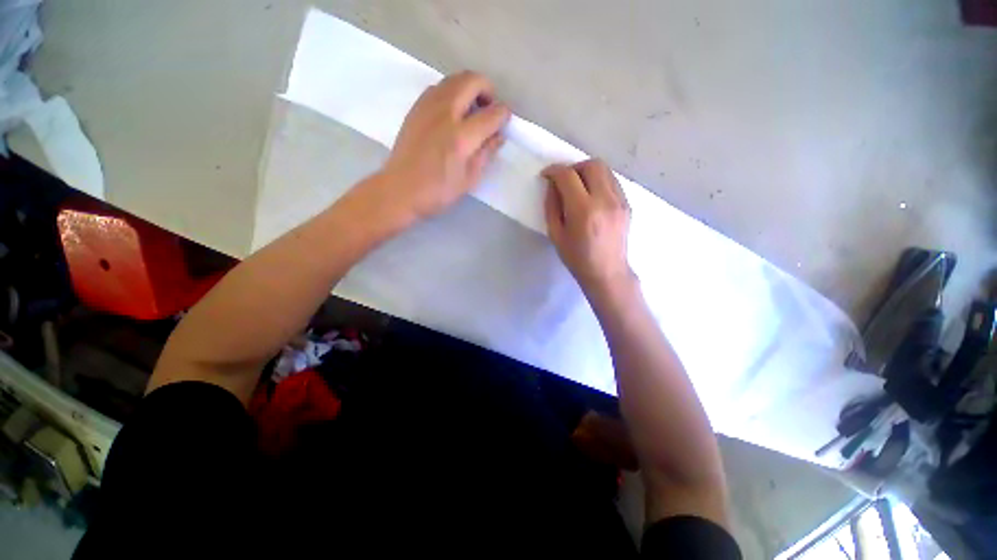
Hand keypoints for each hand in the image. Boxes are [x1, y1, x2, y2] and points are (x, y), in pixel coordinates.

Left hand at [376, 71, 510, 223]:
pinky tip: (453, 114)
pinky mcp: (416, 107)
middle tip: (489, 110)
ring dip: (469, 88)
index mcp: (461, 137)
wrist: (399, 190)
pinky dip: (453, 92)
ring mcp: (427, 106)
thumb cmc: (437, 192)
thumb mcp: (469, 180)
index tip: (505, 121)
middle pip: (472, 81)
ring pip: (454, 79)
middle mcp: (445, 113)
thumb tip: (499, 136)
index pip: (491, 114)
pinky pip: (439, 87)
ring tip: (472, 112)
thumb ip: (486, 154)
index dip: (504, 115)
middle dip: (488, 90)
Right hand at [543, 160, 634, 297]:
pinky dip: (599, 181)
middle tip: (563, 180)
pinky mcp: (627, 204)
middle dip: (573, 167)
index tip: (546, 175)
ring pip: (605, 169)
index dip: (554, 171)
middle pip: (591, 165)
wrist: (607, 272)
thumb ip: (552, 206)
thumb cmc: (577, 258)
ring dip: (587, 171)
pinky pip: (612, 181)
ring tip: (577, 186)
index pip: (568, 176)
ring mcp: (619, 201)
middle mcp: (604, 200)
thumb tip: (552, 185)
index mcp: (583, 211)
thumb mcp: (556, 234)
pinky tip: (591, 195)